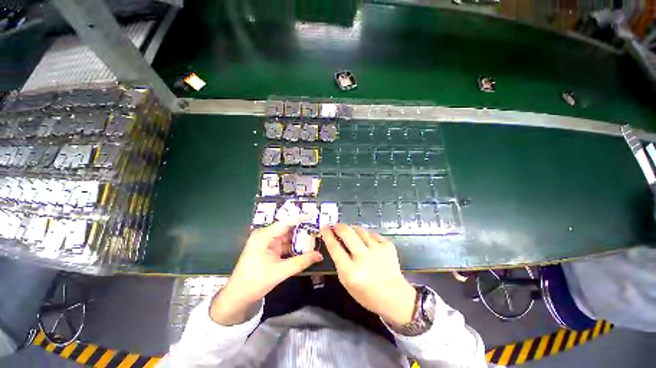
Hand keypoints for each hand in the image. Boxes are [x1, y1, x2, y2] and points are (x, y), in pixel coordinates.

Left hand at [210, 219, 322, 324]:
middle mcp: (265, 235)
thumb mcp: (280, 271)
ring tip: (315, 236)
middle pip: (287, 228)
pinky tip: (305, 247)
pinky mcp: (269, 249)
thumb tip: (319, 255)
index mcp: (264, 236)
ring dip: (299, 238)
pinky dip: (294, 246)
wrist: (238, 296)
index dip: (300, 218)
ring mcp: (267, 242)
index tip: (313, 215)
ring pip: (287, 237)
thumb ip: (301, 262)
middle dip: (302, 228)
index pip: (285, 222)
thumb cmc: (256, 281)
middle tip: (317, 228)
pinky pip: (284, 244)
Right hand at [321, 224, 416, 326]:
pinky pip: (372, 234)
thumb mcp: (347, 283)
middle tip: (336, 226)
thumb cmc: (367, 294)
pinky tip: (367, 243)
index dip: (328, 234)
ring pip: (360, 230)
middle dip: (339, 226)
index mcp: (351, 272)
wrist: (395, 297)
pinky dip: (367, 236)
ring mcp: (377, 250)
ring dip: (353, 230)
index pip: (335, 247)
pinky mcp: (388, 246)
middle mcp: (364, 258)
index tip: (324, 226)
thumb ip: (340, 263)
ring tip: (352, 234)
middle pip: (347, 233)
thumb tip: (336, 242)